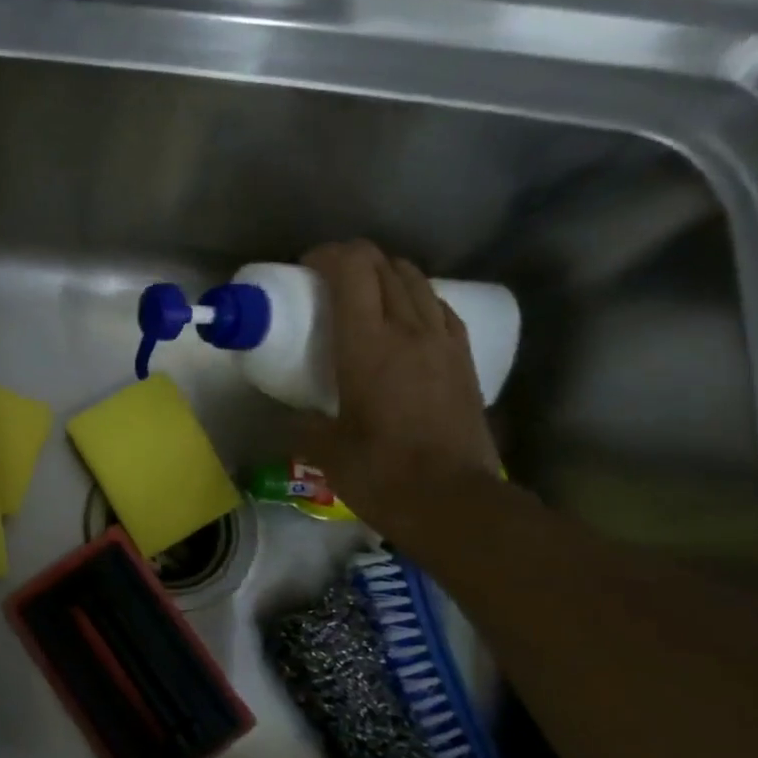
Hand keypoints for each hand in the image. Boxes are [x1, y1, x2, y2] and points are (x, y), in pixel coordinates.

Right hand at [300, 241, 498, 537]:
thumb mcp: (326, 451)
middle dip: (353, 260)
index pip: (352, 270)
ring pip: (416, 281)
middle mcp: (409, 330)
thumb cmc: (381, 474)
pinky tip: (406, 319)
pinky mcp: (464, 360)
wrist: (454, 502)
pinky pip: (440, 307)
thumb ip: (304, 425)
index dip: (327, 256)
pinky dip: (417, 298)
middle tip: (327, 281)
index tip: (305, 268)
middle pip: (384, 266)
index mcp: (368, 346)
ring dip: (387, 274)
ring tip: (365, 295)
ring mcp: (443, 342)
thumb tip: (293, 418)